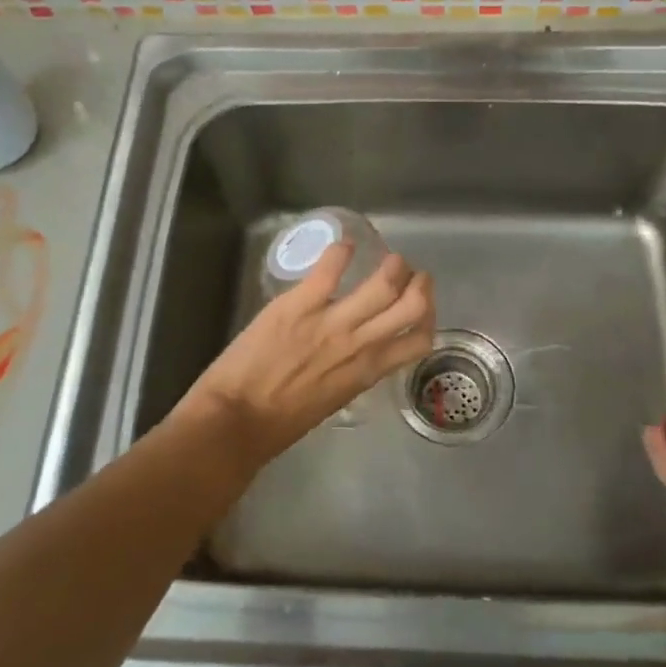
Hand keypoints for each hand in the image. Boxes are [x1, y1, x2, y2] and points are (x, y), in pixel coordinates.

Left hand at [174, 243, 435, 469]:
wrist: (237, 420)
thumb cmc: (281, 421)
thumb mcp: (333, 400)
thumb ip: (352, 372)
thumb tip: (359, 353)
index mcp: (368, 371)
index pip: (419, 341)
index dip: (428, 318)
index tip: (421, 307)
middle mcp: (360, 344)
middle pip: (412, 304)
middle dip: (419, 284)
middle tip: (412, 275)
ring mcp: (331, 321)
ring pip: (384, 283)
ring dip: (394, 265)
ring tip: (388, 259)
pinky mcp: (298, 304)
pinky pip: (330, 269)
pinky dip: (342, 251)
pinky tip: (345, 245)